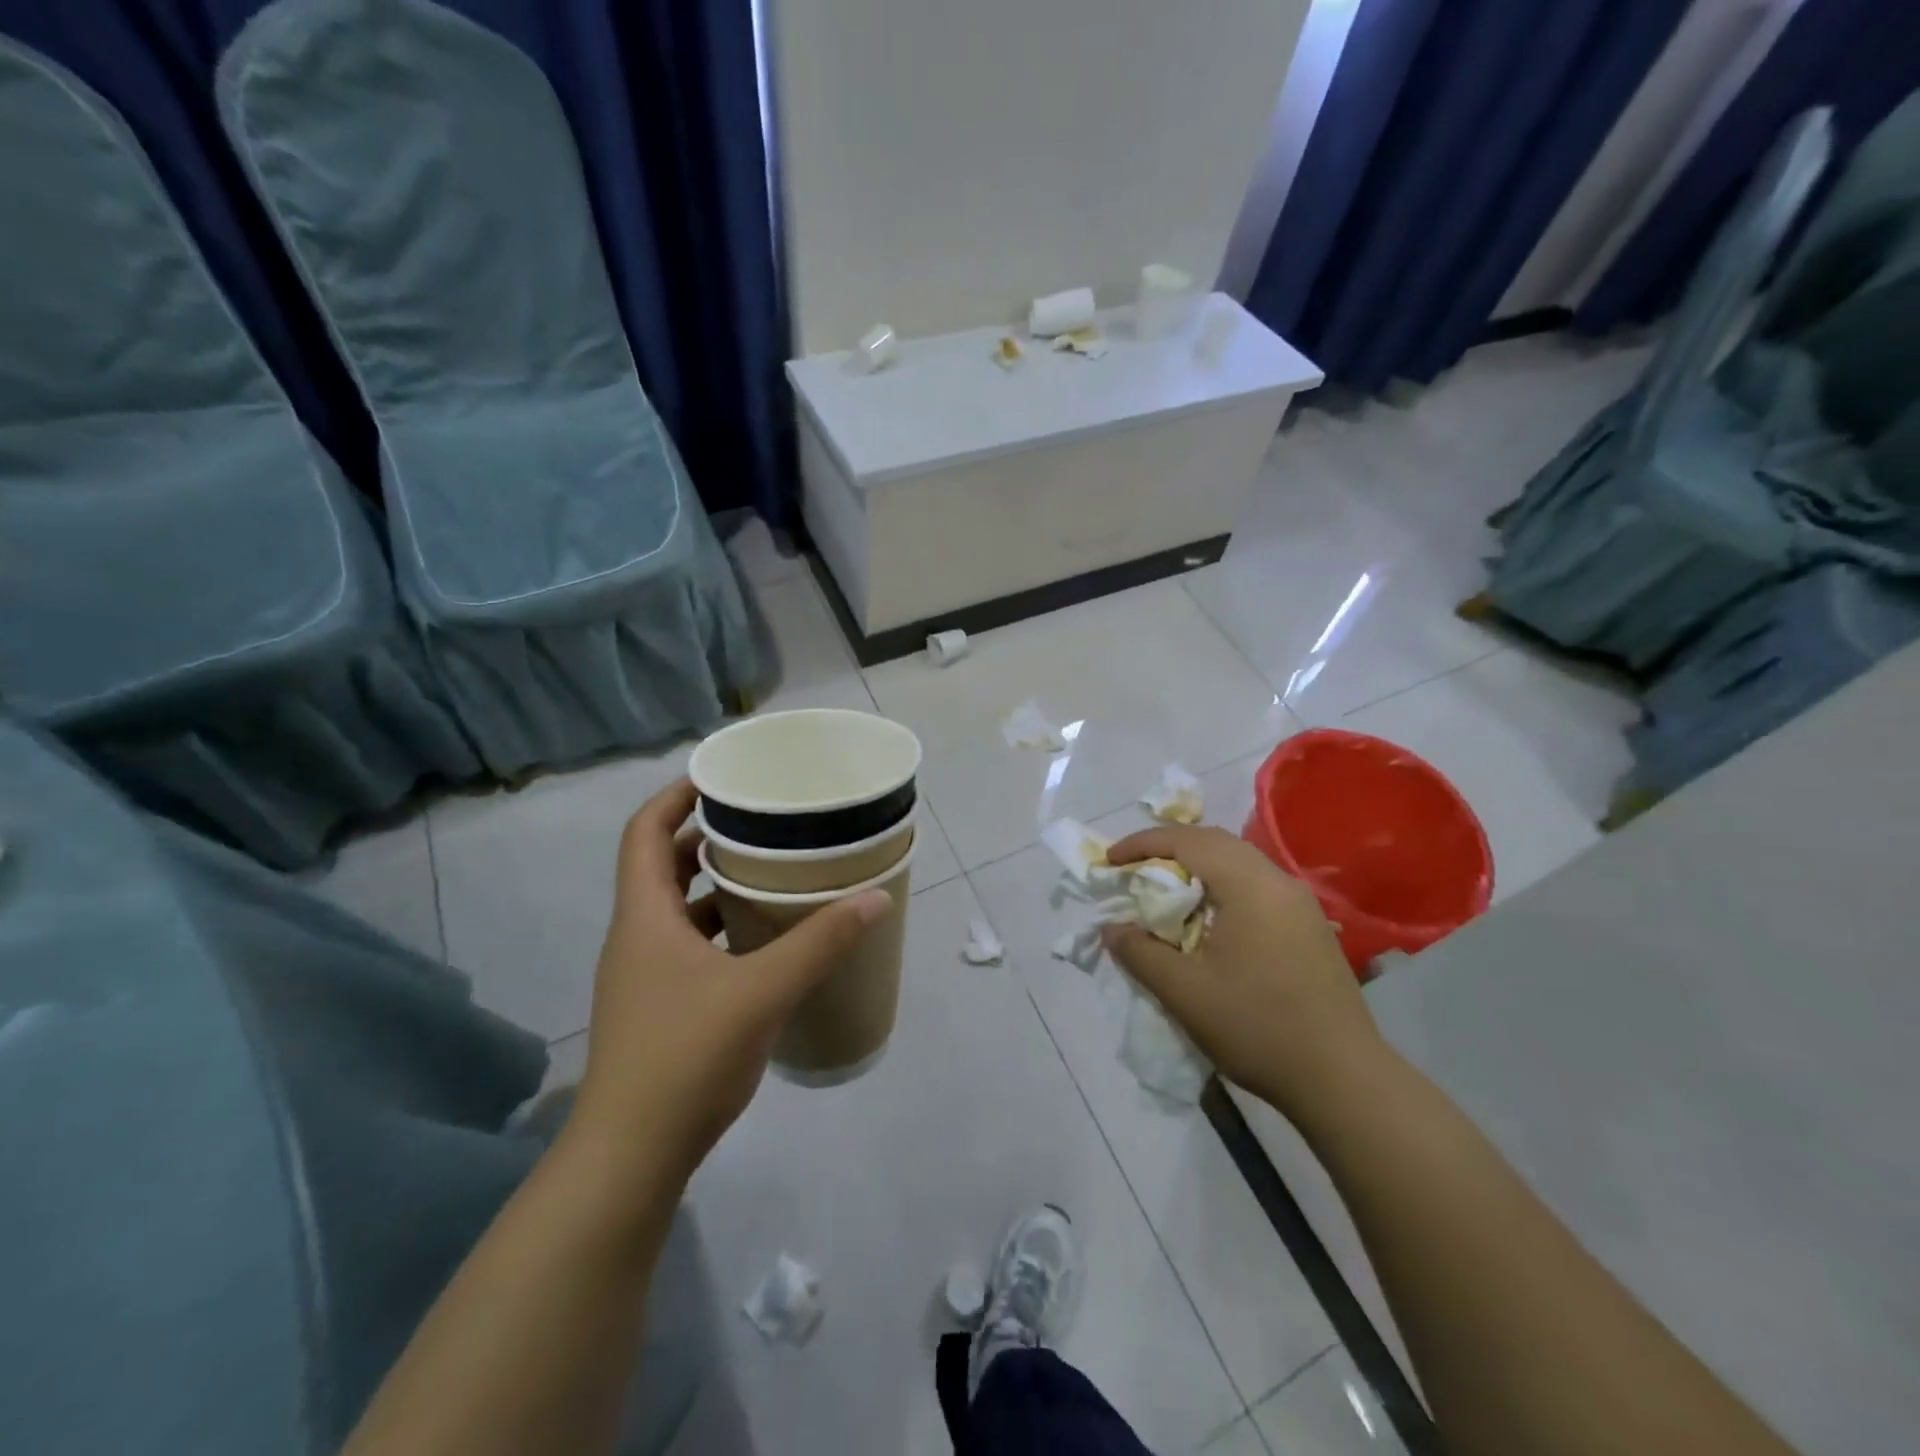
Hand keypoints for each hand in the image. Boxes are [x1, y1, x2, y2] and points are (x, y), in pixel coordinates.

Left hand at [568, 779, 890, 1189]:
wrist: (631, 1156)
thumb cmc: (686, 1056)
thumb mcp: (762, 991)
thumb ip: (820, 942)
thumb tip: (875, 898)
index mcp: (643, 917)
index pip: (644, 832)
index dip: (675, 797)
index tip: (721, 780)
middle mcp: (635, 937)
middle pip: (660, 865)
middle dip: (704, 837)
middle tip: (759, 822)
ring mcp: (642, 976)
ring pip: (675, 909)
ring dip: (713, 885)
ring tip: (767, 872)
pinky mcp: (657, 1008)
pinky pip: (686, 946)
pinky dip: (718, 929)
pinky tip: (760, 943)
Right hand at [1103, 825, 1384, 1122]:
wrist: (1343, 1080)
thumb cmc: (1257, 1028)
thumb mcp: (1184, 992)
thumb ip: (1140, 953)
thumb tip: (1112, 929)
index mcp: (1250, 886)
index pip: (1188, 841)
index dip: (1143, 843)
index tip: (1110, 861)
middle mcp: (1279, 882)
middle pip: (1216, 841)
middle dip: (1169, 847)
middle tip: (1134, 868)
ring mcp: (1300, 904)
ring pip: (1239, 862)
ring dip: (1197, 865)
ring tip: (1165, 889)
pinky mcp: (1309, 927)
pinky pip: (1256, 885)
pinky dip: (1221, 885)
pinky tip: (1208, 917)